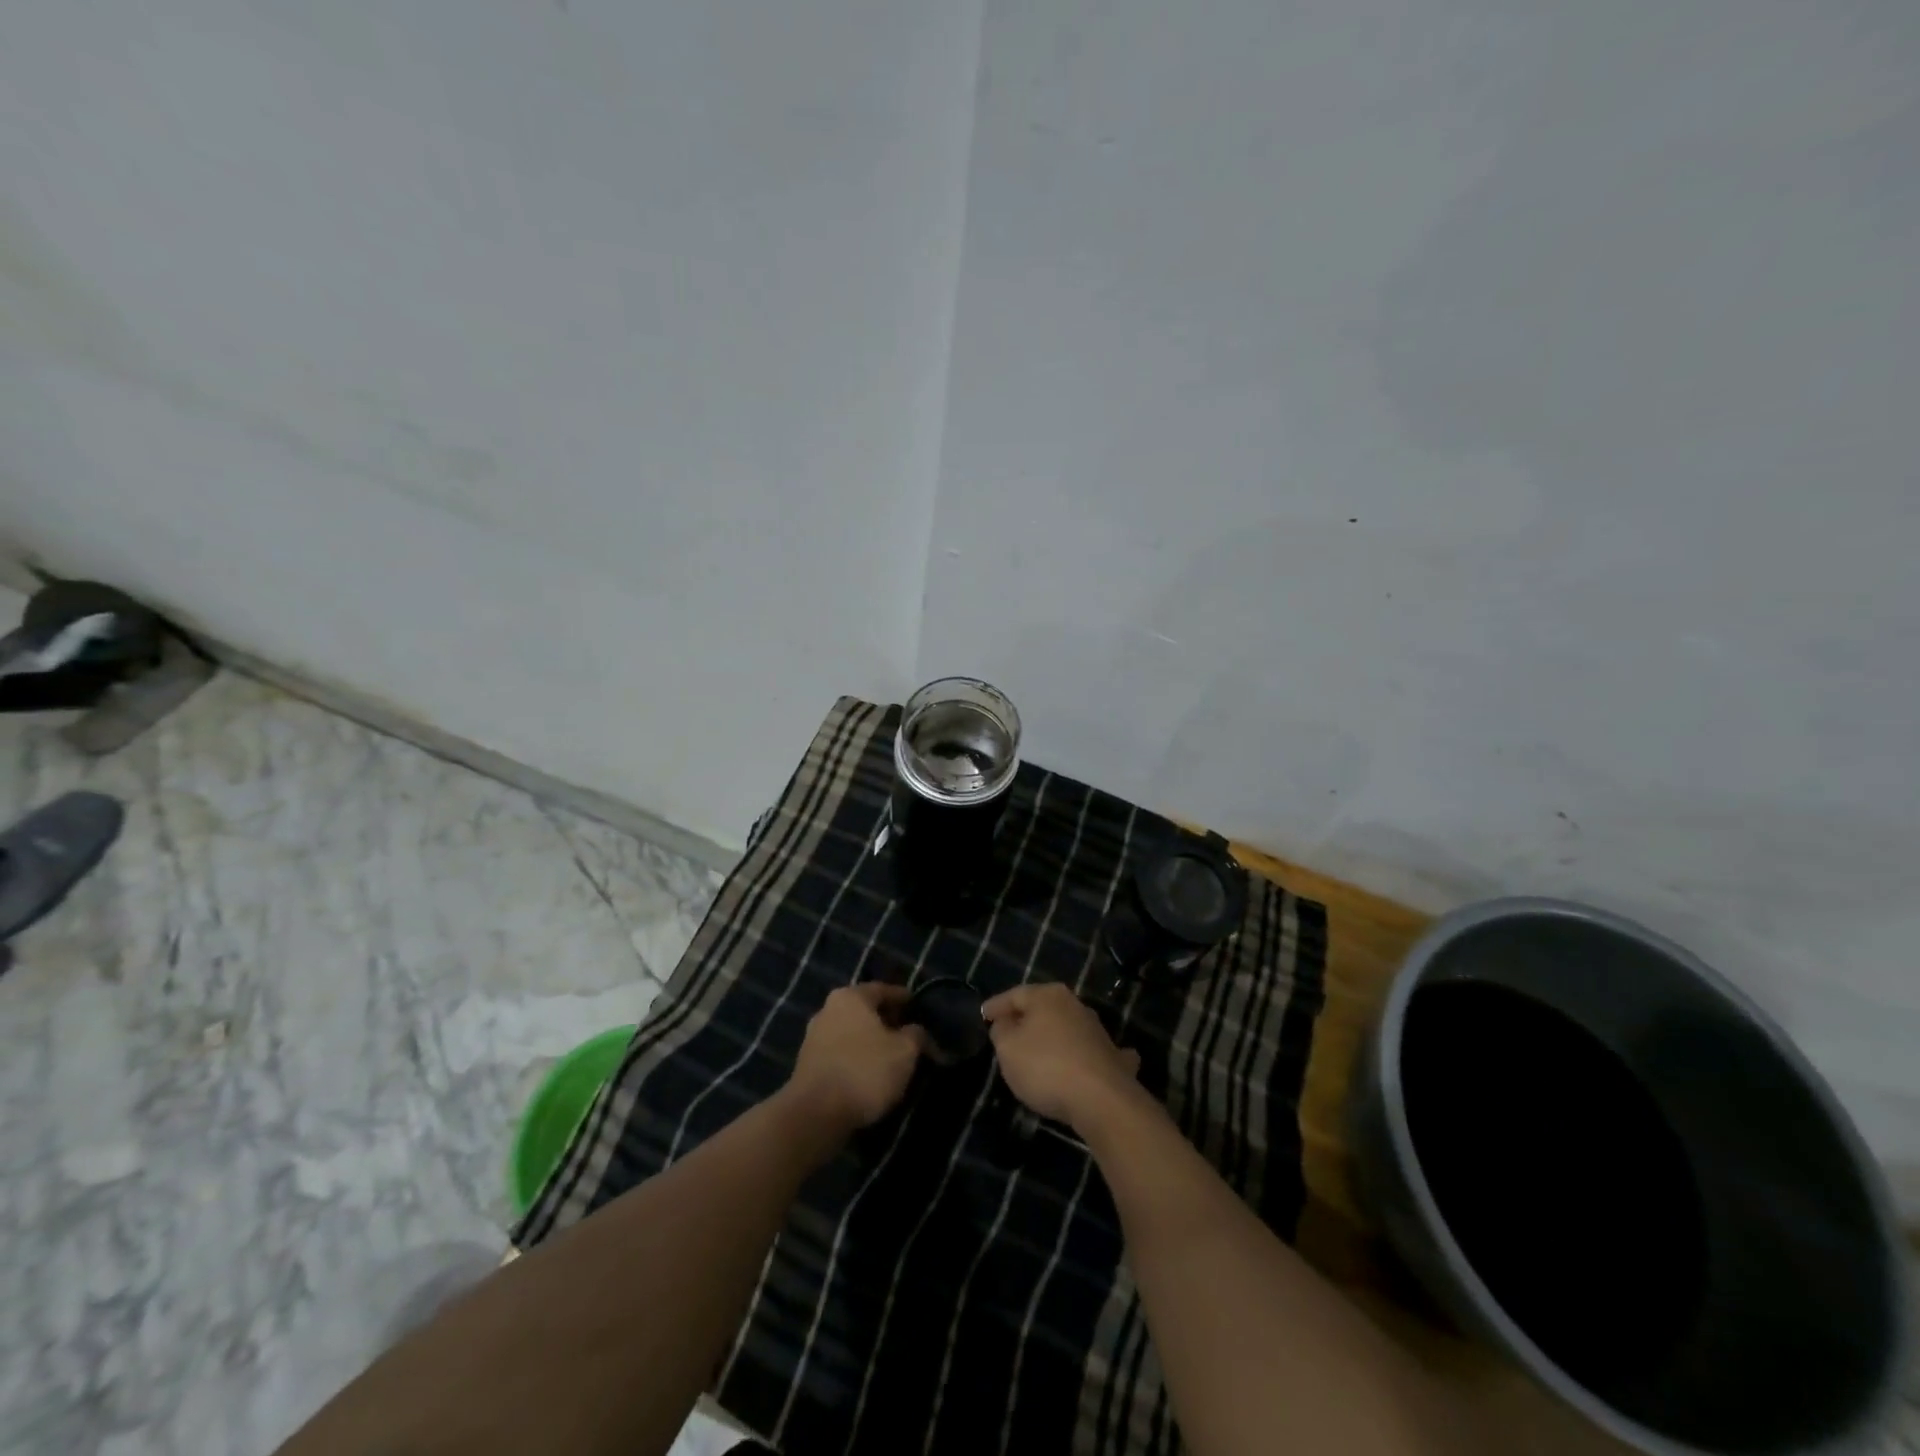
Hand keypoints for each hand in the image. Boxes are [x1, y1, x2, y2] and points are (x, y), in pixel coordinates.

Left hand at [786, 983, 929, 1132]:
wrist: (815, 1114)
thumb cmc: (865, 1071)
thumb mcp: (904, 1051)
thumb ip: (916, 1035)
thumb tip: (916, 1031)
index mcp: (851, 997)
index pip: (883, 989)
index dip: (903, 998)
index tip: (917, 1005)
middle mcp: (828, 1010)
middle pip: (865, 1010)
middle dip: (887, 1021)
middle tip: (907, 1033)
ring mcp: (814, 1037)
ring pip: (852, 1032)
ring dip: (871, 1041)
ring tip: (891, 1057)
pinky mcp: (807, 1064)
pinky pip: (841, 1053)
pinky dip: (857, 1058)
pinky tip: (870, 1073)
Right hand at [982, 982, 1141, 1130]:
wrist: (1101, 1100)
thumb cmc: (1046, 1067)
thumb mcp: (1007, 1048)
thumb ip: (1002, 1030)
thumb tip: (1007, 1022)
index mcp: (1048, 996)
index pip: (1015, 994)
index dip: (996, 1005)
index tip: (983, 1016)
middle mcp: (1075, 1005)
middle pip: (1042, 1009)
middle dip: (1025, 1019)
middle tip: (1007, 1032)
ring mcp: (1098, 1031)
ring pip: (1067, 1028)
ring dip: (1053, 1037)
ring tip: (1037, 1051)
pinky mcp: (1113, 1057)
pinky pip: (1092, 1052)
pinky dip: (1084, 1055)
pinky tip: (1084, 1063)